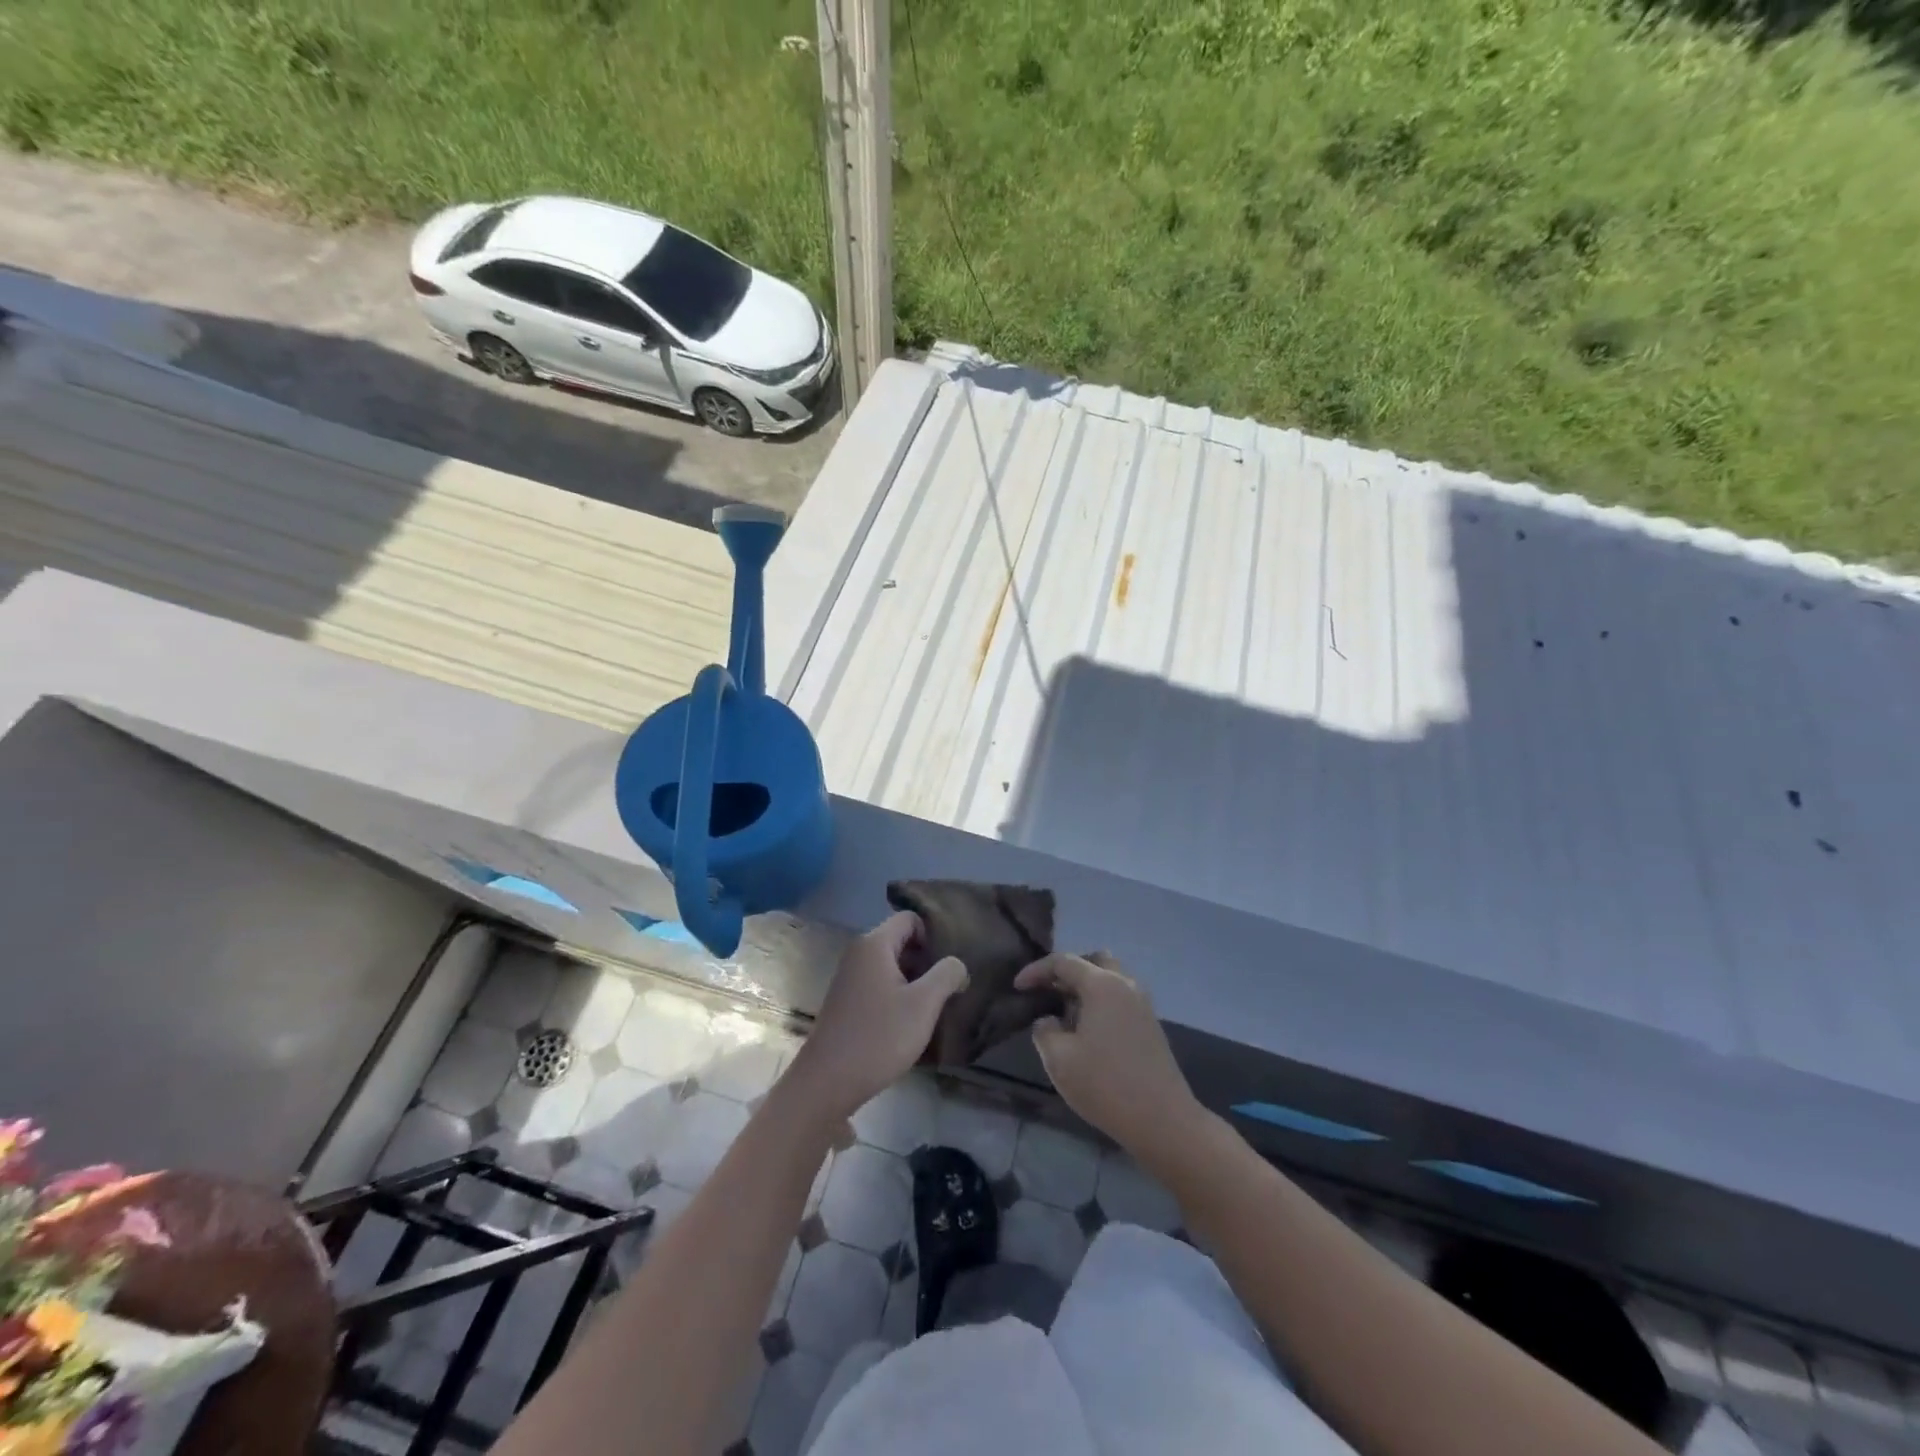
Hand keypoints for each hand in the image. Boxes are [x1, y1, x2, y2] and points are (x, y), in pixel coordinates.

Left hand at [784, 912, 967, 1124]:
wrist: (827, 1082)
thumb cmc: (878, 1037)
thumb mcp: (923, 1005)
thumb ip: (946, 975)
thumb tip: (957, 964)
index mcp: (874, 944)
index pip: (910, 918)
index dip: (934, 934)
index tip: (952, 961)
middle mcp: (859, 953)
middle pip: (901, 941)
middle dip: (928, 959)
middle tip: (951, 984)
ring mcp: (850, 978)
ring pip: (892, 965)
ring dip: (916, 980)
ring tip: (939, 1005)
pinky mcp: (848, 1001)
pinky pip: (880, 984)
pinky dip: (899, 995)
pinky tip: (913, 1021)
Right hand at [1014, 952, 1202, 1162]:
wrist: (1162, 1120)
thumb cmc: (1105, 1085)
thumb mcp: (1059, 1060)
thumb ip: (1044, 1031)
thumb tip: (1049, 1020)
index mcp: (1102, 985)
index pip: (1063, 962)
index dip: (1036, 971)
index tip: (1017, 987)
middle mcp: (1125, 984)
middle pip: (1093, 961)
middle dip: (1067, 971)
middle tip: (1047, 991)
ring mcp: (1142, 1004)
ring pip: (1110, 978)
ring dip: (1085, 987)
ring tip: (1065, 1014)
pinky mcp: (1150, 1024)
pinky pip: (1120, 997)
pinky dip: (1100, 1002)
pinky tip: (1087, 1030)